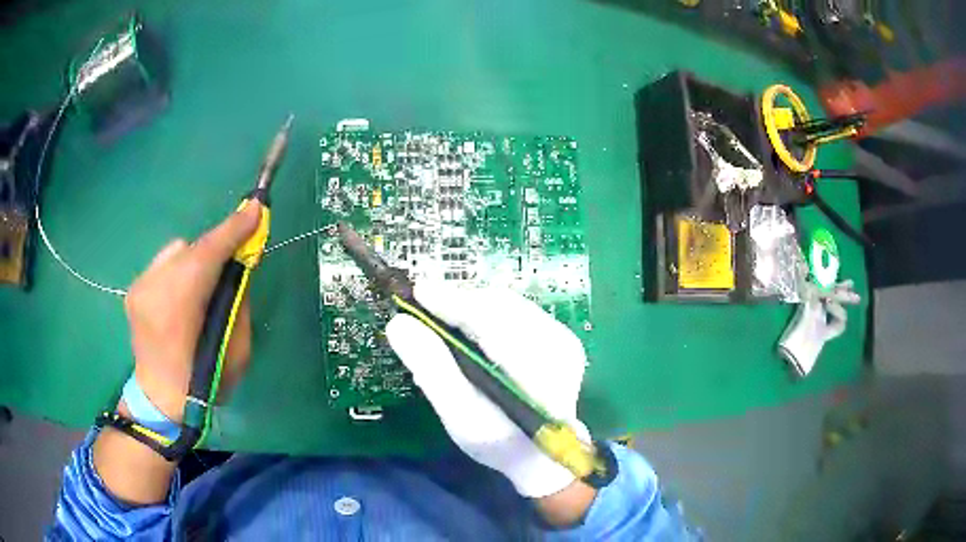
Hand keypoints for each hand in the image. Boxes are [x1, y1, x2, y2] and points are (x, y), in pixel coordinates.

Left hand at [95, 205, 260, 505]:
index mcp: (179, 310)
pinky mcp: (134, 289)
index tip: (256, 208)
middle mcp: (153, 290)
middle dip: (217, 247)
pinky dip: (180, 270)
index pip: (207, 255)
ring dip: (196, 259)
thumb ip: (237, 303)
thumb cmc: (203, 384)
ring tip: (204, 283)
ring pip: (176, 251)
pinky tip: (184, 293)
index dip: (233, 230)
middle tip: (237, 255)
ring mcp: (139, 288)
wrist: (159, 401)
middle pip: (191, 248)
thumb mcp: (237, 352)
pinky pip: (164, 264)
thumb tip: (238, 267)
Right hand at [386, 282, 590, 503]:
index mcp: (537, 368)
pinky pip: (517, 313)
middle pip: (500, 305)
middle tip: (423, 304)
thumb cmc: (499, 443)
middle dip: (459, 301)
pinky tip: (468, 325)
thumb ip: (433, 370)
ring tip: (441, 312)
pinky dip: (487, 313)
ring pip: (508, 305)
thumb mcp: (460, 416)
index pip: (490, 319)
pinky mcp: (560, 338)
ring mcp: (562, 339)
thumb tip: (399, 323)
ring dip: (472, 305)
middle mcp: (557, 344)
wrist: (542, 456)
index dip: (452, 301)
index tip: (417, 292)